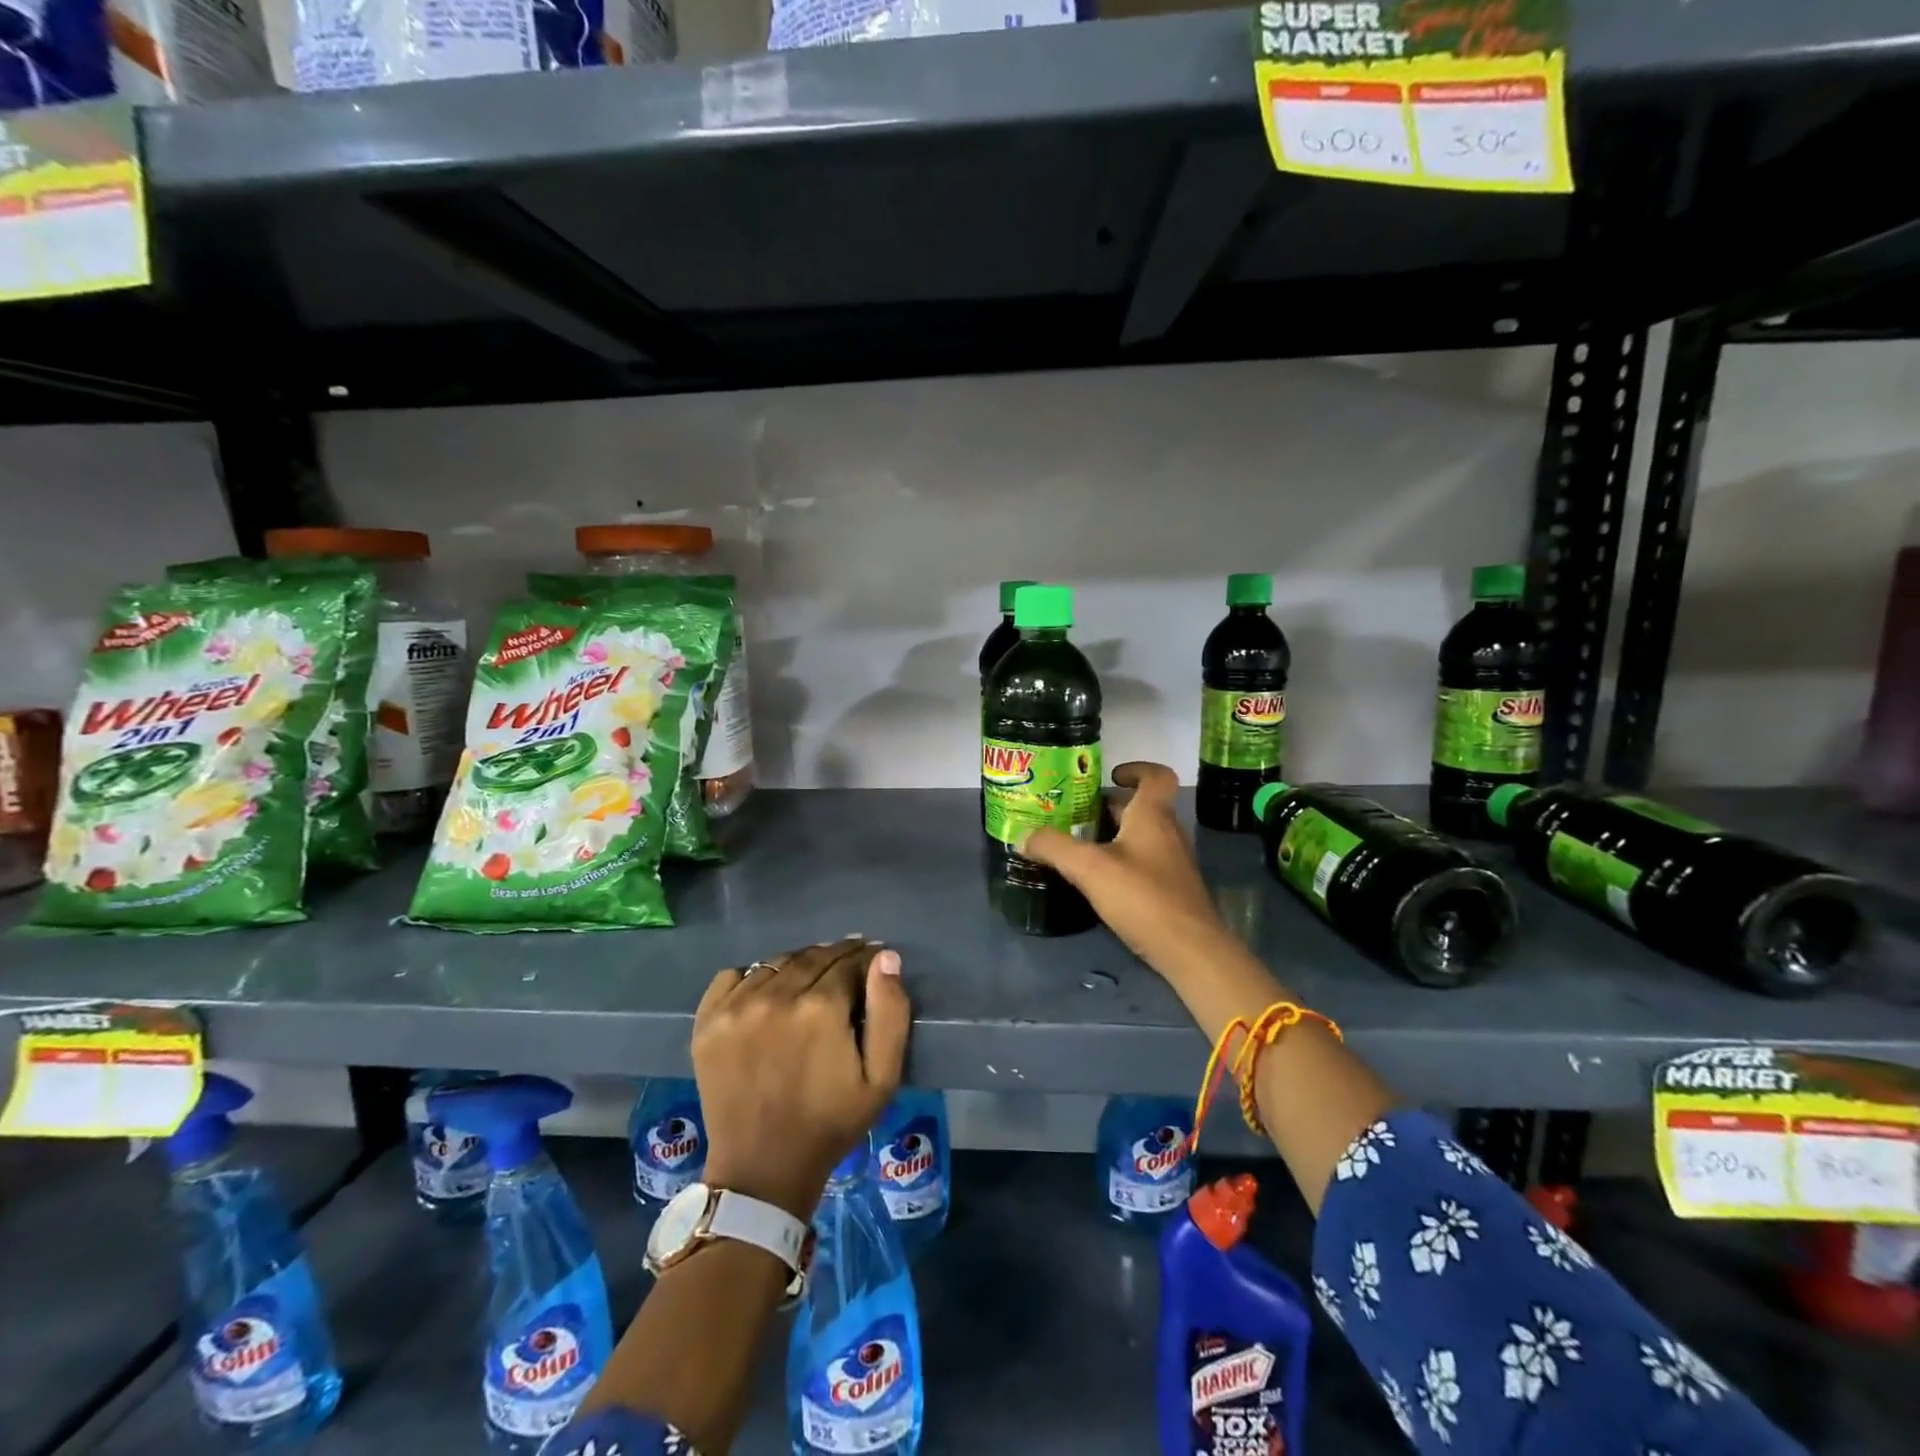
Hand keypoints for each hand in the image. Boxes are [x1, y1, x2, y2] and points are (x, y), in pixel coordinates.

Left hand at [692, 937, 909, 1220]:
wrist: (763, 1169)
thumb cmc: (831, 1124)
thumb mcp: (882, 1078)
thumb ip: (891, 1012)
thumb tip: (885, 958)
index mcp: (821, 1007)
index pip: (849, 961)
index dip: (866, 959)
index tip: (873, 963)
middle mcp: (776, 996)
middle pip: (814, 956)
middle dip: (836, 957)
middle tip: (847, 969)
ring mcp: (737, 1007)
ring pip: (777, 963)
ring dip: (799, 965)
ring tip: (810, 981)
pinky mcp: (708, 1021)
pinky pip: (733, 975)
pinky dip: (754, 976)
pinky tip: (766, 993)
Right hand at [1020, 762, 1228, 975]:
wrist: (1190, 950)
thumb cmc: (1142, 897)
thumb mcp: (1089, 869)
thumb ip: (1054, 848)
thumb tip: (1022, 836)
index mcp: (1152, 816)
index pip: (1157, 776)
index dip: (1137, 769)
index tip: (1112, 776)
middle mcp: (1168, 832)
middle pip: (1144, 807)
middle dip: (1112, 806)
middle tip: (1078, 813)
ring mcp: (1173, 862)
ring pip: (1143, 835)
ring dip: (1116, 834)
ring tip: (1081, 845)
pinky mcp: (1172, 889)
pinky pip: (1146, 861)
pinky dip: (1124, 861)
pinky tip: (1101, 880)